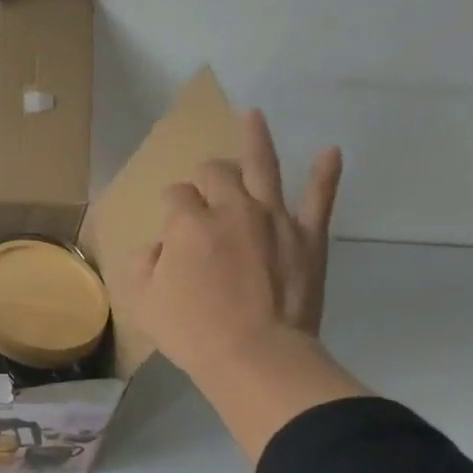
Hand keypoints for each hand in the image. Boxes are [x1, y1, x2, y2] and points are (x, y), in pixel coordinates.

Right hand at [111, 109, 343, 388]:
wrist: (257, 357)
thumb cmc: (193, 331)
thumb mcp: (144, 300)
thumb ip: (142, 264)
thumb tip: (157, 248)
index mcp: (188, 222)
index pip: (175, 195)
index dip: (171, 203)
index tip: (171, 220)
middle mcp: (231, 209)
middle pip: (215, 172)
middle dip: (204, 173)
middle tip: (203, 184)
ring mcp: (273, 219)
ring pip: (263, 167)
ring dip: (256, 139)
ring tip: (254, 115)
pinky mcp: (308, 237)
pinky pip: (319, 198)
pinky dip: (325, 174)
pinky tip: (330, 152)